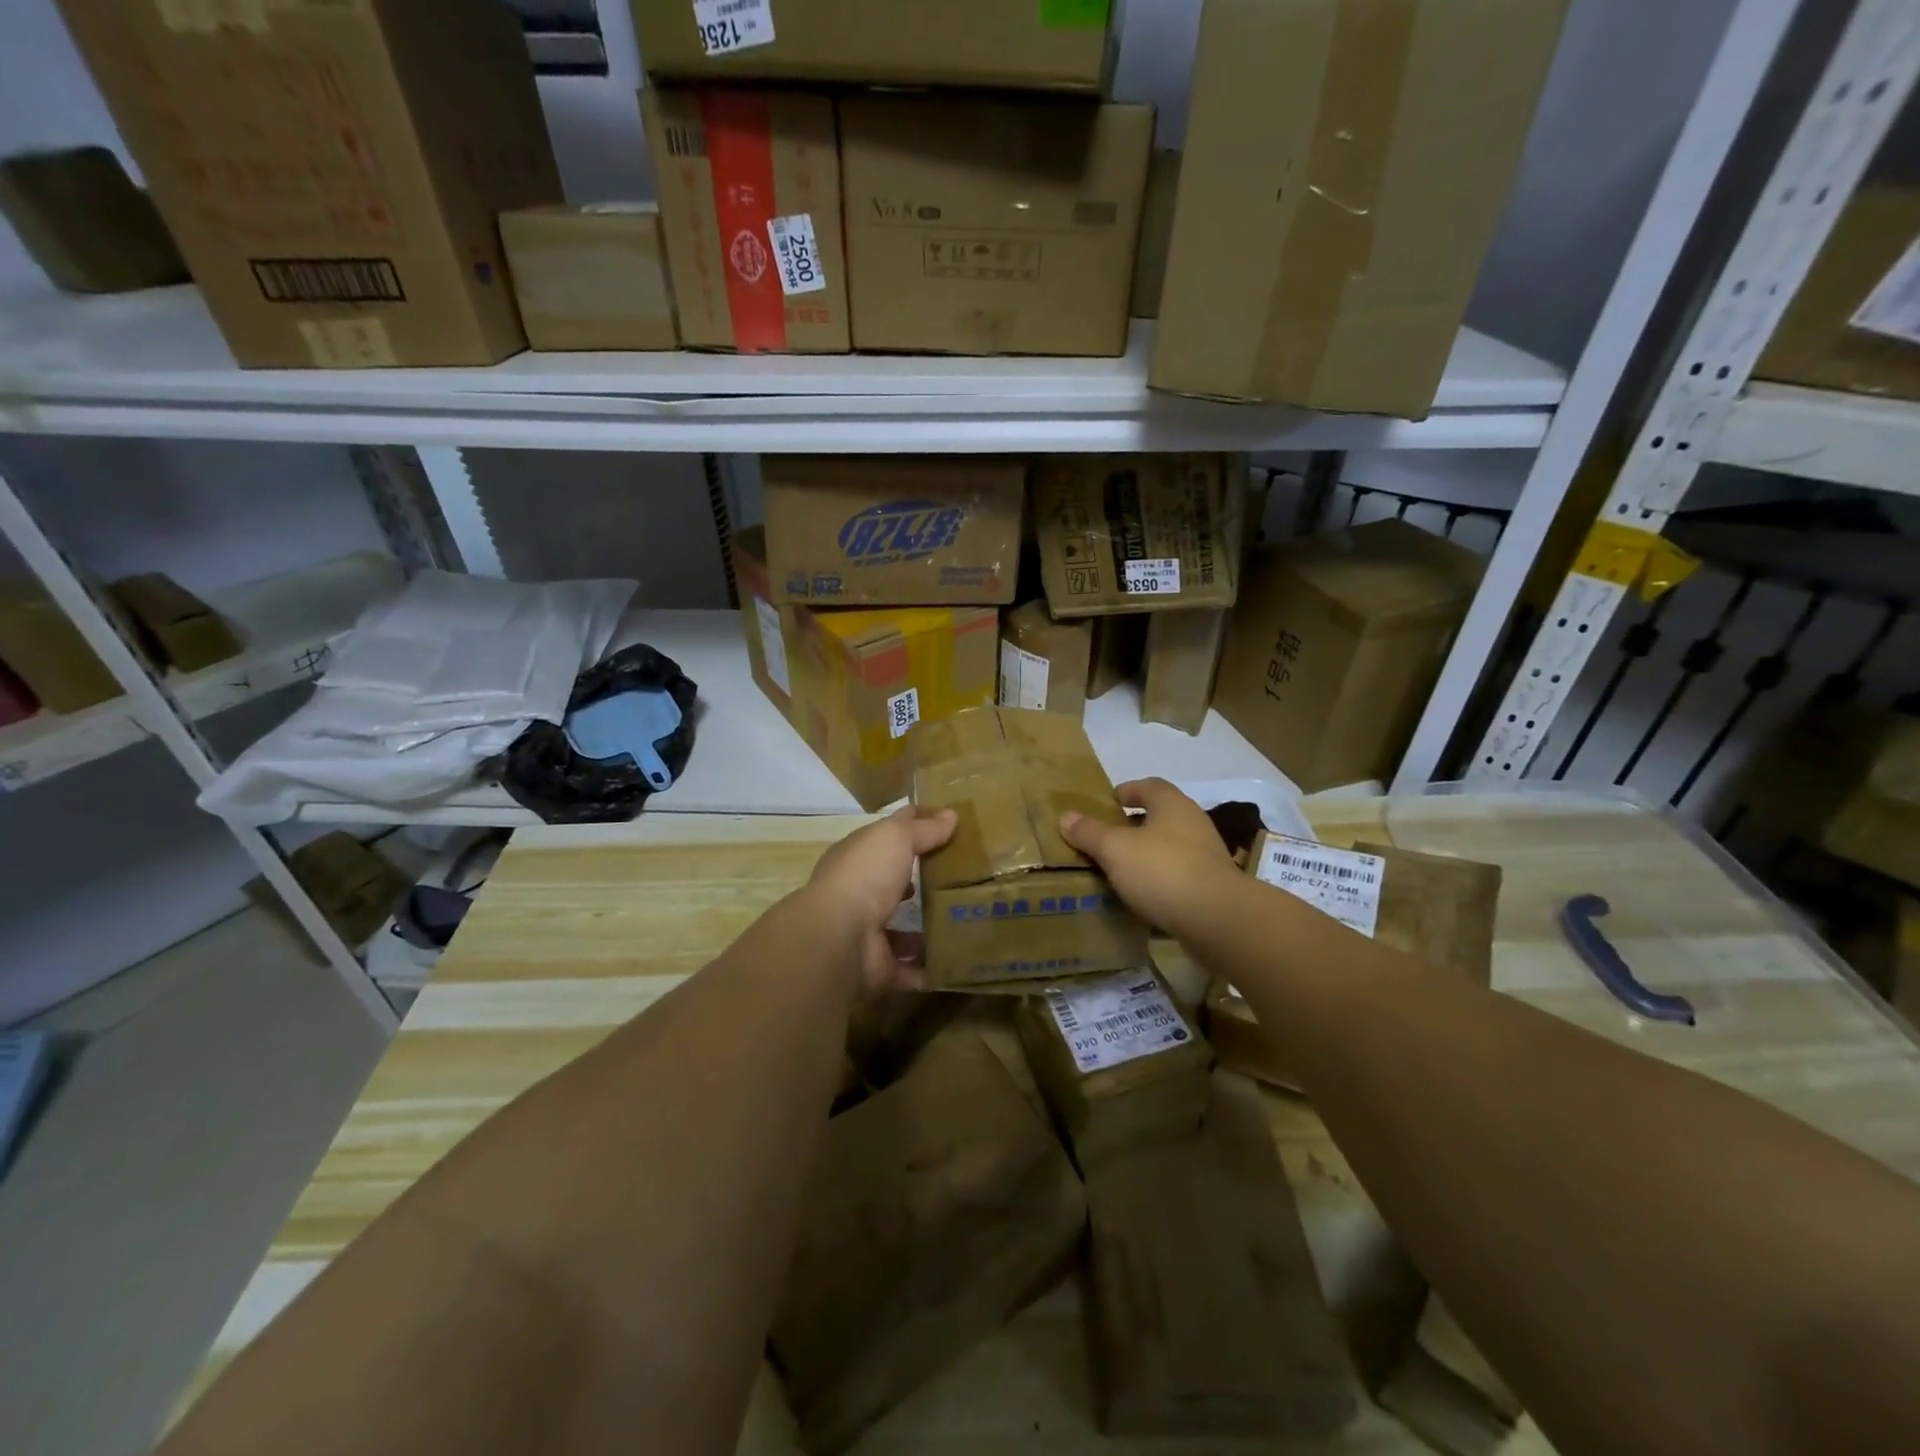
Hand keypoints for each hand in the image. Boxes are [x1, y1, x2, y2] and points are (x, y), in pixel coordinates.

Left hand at [808, 805, 956, 993]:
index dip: (917, 823)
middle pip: (895, 883)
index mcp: (858, 857)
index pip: (891, 833)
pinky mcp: (881, 968)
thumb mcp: (896, 837)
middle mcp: (859, 893)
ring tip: (967, 921)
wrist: (840, 938)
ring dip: (929, 928)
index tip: (951, 822)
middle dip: (923, 880)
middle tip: (966, 876)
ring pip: (903, 929)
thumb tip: (951, 815)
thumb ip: (924, 829)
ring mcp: (868, 933)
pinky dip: (931, 969)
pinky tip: (960, 961)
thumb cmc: (865, 875)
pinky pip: (912, 970)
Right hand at [1059, 778, 1236, 935]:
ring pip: (1170, 845)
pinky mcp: (1212, 885)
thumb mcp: (1114, 849)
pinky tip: (1143, 894)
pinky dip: (1160, 878)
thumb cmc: (1162, 870)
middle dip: (1135, 824)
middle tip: (1108, 837)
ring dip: (1148, 853)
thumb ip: (1089, 832)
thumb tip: (1066, 816)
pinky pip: (1179, 873)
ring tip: (1121, 868)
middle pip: (1161, 816)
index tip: (1109, 801)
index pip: (1149, 786)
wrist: (1217, 919)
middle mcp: (1194, 822)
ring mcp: (1207, 855)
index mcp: (1172, 804)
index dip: (1128, 791)